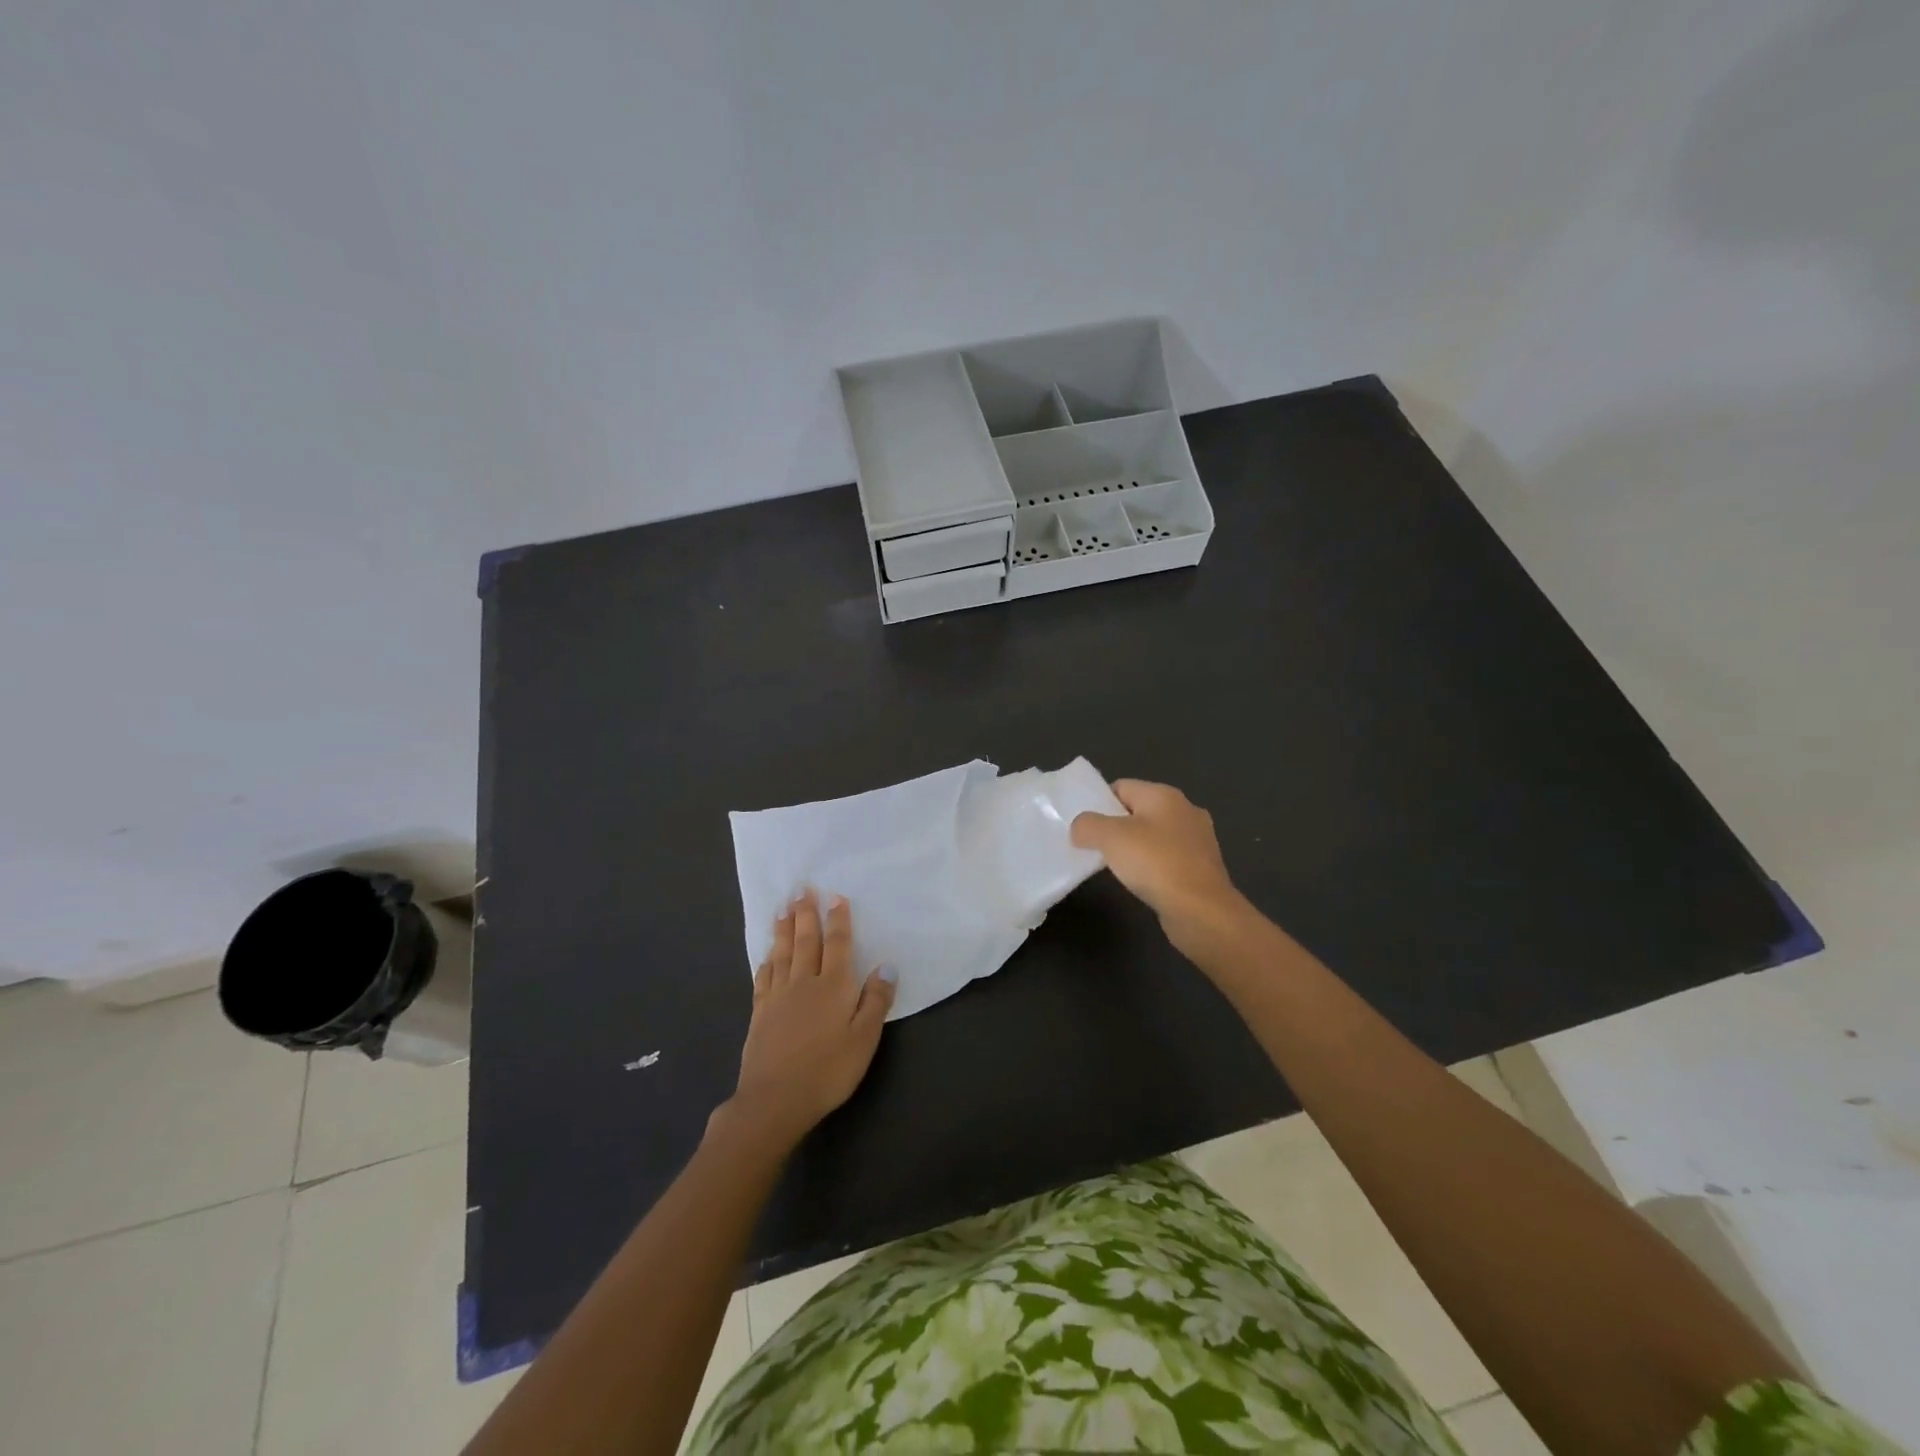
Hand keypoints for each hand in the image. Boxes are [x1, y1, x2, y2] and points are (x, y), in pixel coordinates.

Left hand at [721, 891, 894, 1149]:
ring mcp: (778, 996)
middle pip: (805, 940)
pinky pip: (764, 977)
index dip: (837, 919)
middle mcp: (804, 982)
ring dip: (783, 928)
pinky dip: (767, 960)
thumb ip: (875, 1001)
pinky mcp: (760, 1013)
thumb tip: (886, 966)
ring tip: (782, 908)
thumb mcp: (864, 1039)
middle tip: (802, 888)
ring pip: (782, 953)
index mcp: (833, 986)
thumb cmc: (828, 1070)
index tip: (835, 896)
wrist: (775, 1100)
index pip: (837, 944)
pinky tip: (767, 954)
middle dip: (805, 913)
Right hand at [1071, 779, 1247, 954]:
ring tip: (1115, 868)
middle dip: (1114, 828)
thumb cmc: (1155, 864)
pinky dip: (1151, 867)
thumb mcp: (1110, 837)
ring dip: (1133, 849)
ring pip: (1153, 836)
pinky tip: (1141, 882)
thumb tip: (1080, 829)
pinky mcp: (1202, 867)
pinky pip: (1167, 858)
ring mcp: (1197, 840)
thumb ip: (1087, 825)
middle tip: (1094, 847)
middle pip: (1137, 811)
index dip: (1098, 803)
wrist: (1202, 911)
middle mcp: (1185, 810)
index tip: (1083, 827)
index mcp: (1164, 795)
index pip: (1121, 787)